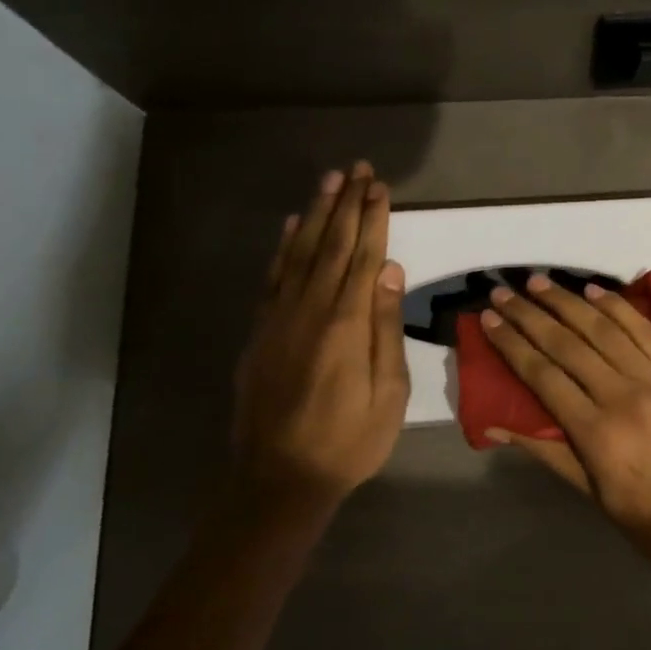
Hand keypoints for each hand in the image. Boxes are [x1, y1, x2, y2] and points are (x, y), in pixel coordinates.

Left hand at [232, 162, 409, 502]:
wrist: (278, 480)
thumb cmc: (349, 441)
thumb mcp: (389, 392)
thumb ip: (385, 327)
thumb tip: (389, 270)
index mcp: (345, 323)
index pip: (363, 256)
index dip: (373, 218)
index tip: (379, 186)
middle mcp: (309, 310)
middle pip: (331, 245)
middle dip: (346, 204)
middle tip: (357, 169)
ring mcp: (279, 319)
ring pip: (300, 253)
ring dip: (316, 214)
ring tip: (328, 181)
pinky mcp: (261, 333)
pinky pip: (273, 278)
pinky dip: (284, 247)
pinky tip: (293, 226)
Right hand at [480, 275, 650, 580]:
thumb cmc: (648, 520)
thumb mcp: (590, 493)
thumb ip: (545, 450)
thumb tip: (494, 423)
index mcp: (596, 434)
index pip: (543, 375)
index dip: (512, 344)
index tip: (489, 320)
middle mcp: (623, 397)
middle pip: (568, 345)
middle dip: (531, 315)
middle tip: (503, 293)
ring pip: (604, 329)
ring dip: (568, 301)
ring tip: (539, 282)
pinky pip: (644, 331)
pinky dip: (617, 307)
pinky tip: (594, 291)